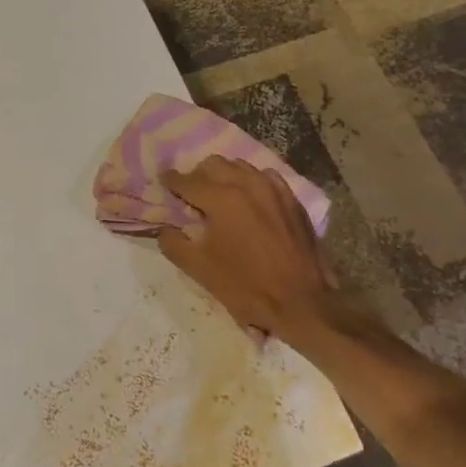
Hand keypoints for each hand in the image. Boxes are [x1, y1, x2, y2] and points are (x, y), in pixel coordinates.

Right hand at [157, 157, 337, 335]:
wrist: (300, 302)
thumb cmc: (245, 286)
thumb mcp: (199, 270)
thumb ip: (174, 244)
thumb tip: (165, 229)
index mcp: (221, 198)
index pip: (187, 181)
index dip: (172, 180)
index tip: (164, 181)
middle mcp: (246, 184)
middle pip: (214, 164)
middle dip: (198, 175)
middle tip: (191, 193)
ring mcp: (273, 189)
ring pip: (240, 166)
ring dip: (224, 175)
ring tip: (219, 193)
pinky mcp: (292, 199)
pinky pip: (265, 177)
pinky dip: (251, 181)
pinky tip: (250, 197)